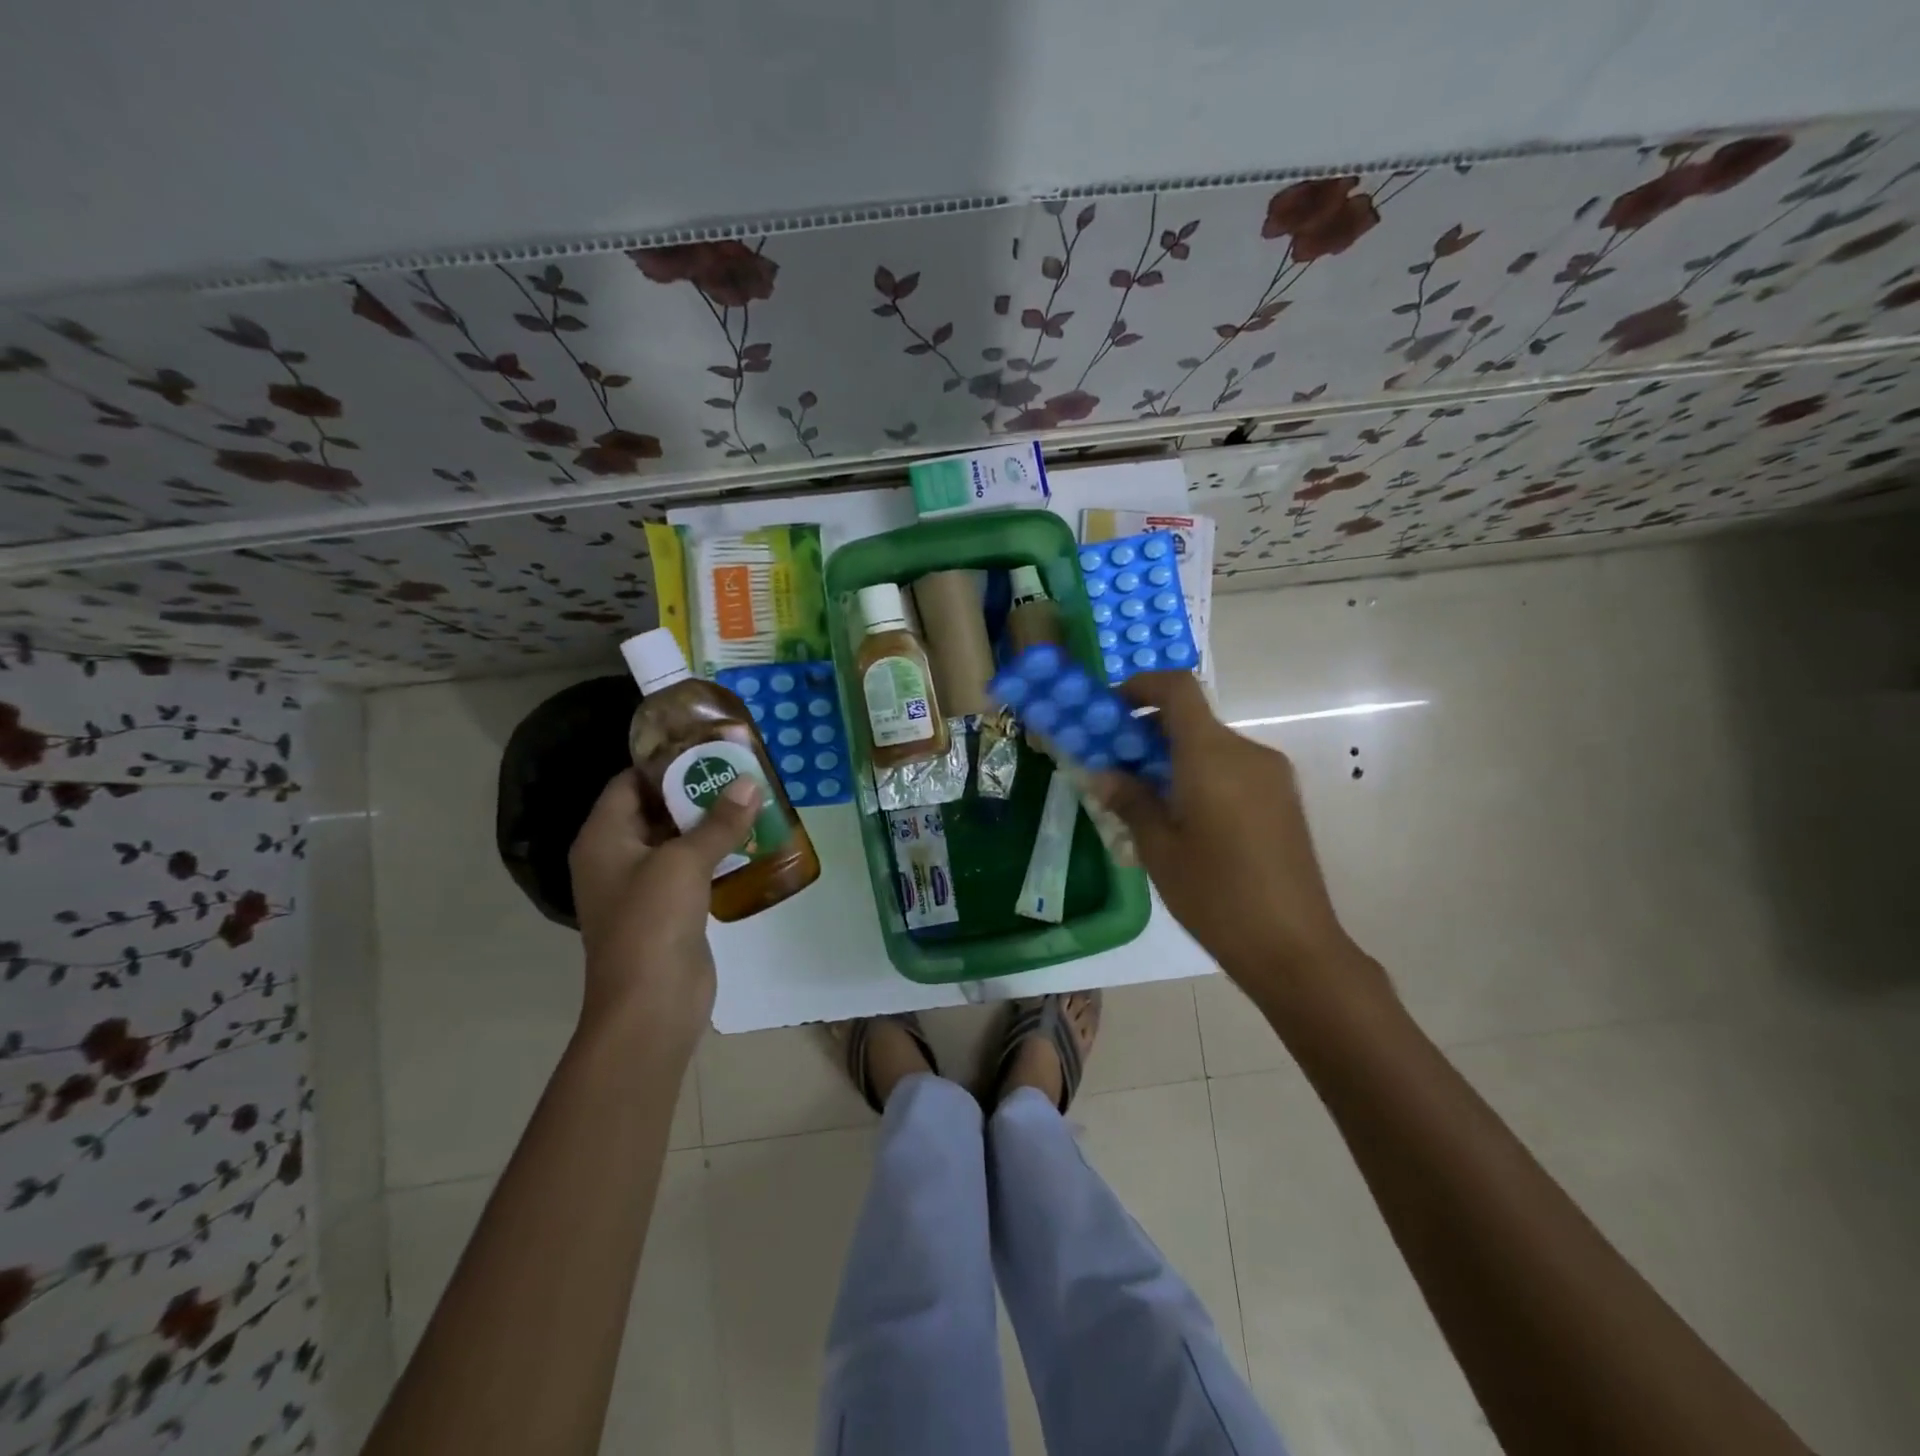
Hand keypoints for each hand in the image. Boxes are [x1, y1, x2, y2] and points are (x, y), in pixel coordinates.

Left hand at [568, 769, 760, 1046]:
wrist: (650, 1004)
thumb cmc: (652, 922)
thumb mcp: (684, 862)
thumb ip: (718, 821)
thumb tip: (750, 782)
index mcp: (604, 838)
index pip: (629, 783)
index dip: (663, 763)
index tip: (706, 746)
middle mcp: (617, 857)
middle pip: (654, 810)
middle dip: (694, 790)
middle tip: (738, 769)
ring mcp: (642, 886)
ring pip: (676, 841)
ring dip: (709, 823)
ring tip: (750, 798)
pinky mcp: (669, 910)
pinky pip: (691, 870)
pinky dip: (716, 854)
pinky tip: (750, 841)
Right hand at [1092, 672, 1384, 1008]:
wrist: (1294, 946)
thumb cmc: (1216, 896)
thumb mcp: (1159, 849)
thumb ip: (1130, 801)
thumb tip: (1103, 773)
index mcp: (1213, 756)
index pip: (1178, 689)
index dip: (1141, 686)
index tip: (1110, 710)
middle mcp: (1247, 752)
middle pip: (1192, 718)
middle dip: (1148, 731)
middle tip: (1115, 765)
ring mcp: (1271, 775)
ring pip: (1211, 745)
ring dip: (1173, 755)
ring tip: (1145, 799)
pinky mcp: (1283, 798)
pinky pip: (1232, 767)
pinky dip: (1200, 773)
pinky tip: (1183, 817)